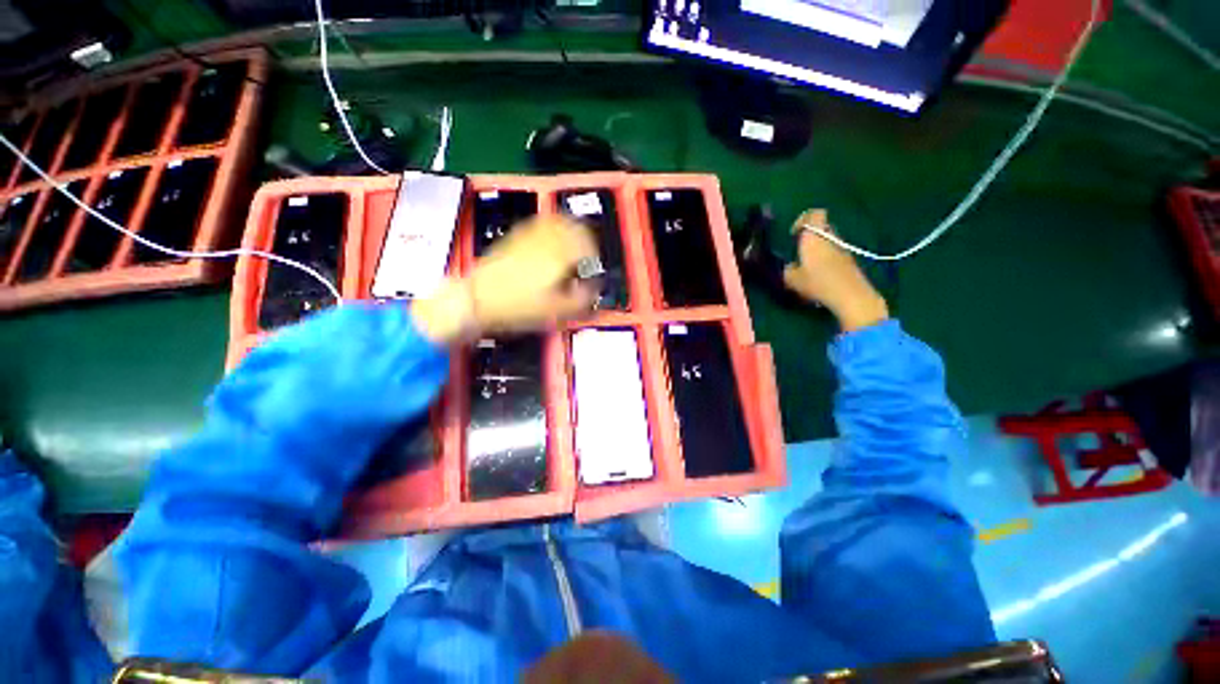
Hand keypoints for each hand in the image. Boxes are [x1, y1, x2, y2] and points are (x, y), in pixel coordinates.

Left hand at [413, 216, 598, 342]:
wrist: (476, 298)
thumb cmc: (515, 306)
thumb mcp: (554, 310)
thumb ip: (581, 299)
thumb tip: (593, 290)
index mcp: (558, 256)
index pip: (587, 244)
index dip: (595, 257)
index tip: (593, 268)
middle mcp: (546, 239)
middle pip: (575, 227)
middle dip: (587, 240)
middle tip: (587, 255)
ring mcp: (529, 235)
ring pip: (559, 221)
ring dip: (571, 231)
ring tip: (573, 247)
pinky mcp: (516, 236)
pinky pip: (541, 223)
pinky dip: (553, 230)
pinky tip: (552, 243)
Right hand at [783, 209, 888, 331]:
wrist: (850, 295)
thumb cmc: (818, 282)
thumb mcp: (793, 279)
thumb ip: (788, 270)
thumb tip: (789, 267)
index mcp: (814, 237)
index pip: (814, 214)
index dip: (803, 219)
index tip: (794, 233)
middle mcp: (829, 238)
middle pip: (823, 227)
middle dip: (811, 234)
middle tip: (800, 248)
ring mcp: (842, 249)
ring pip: (829, 240)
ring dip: (819, 247)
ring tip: (808, 263)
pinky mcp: (849, 261)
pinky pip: (835, 252)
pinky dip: (827, 258)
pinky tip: (819, 274)